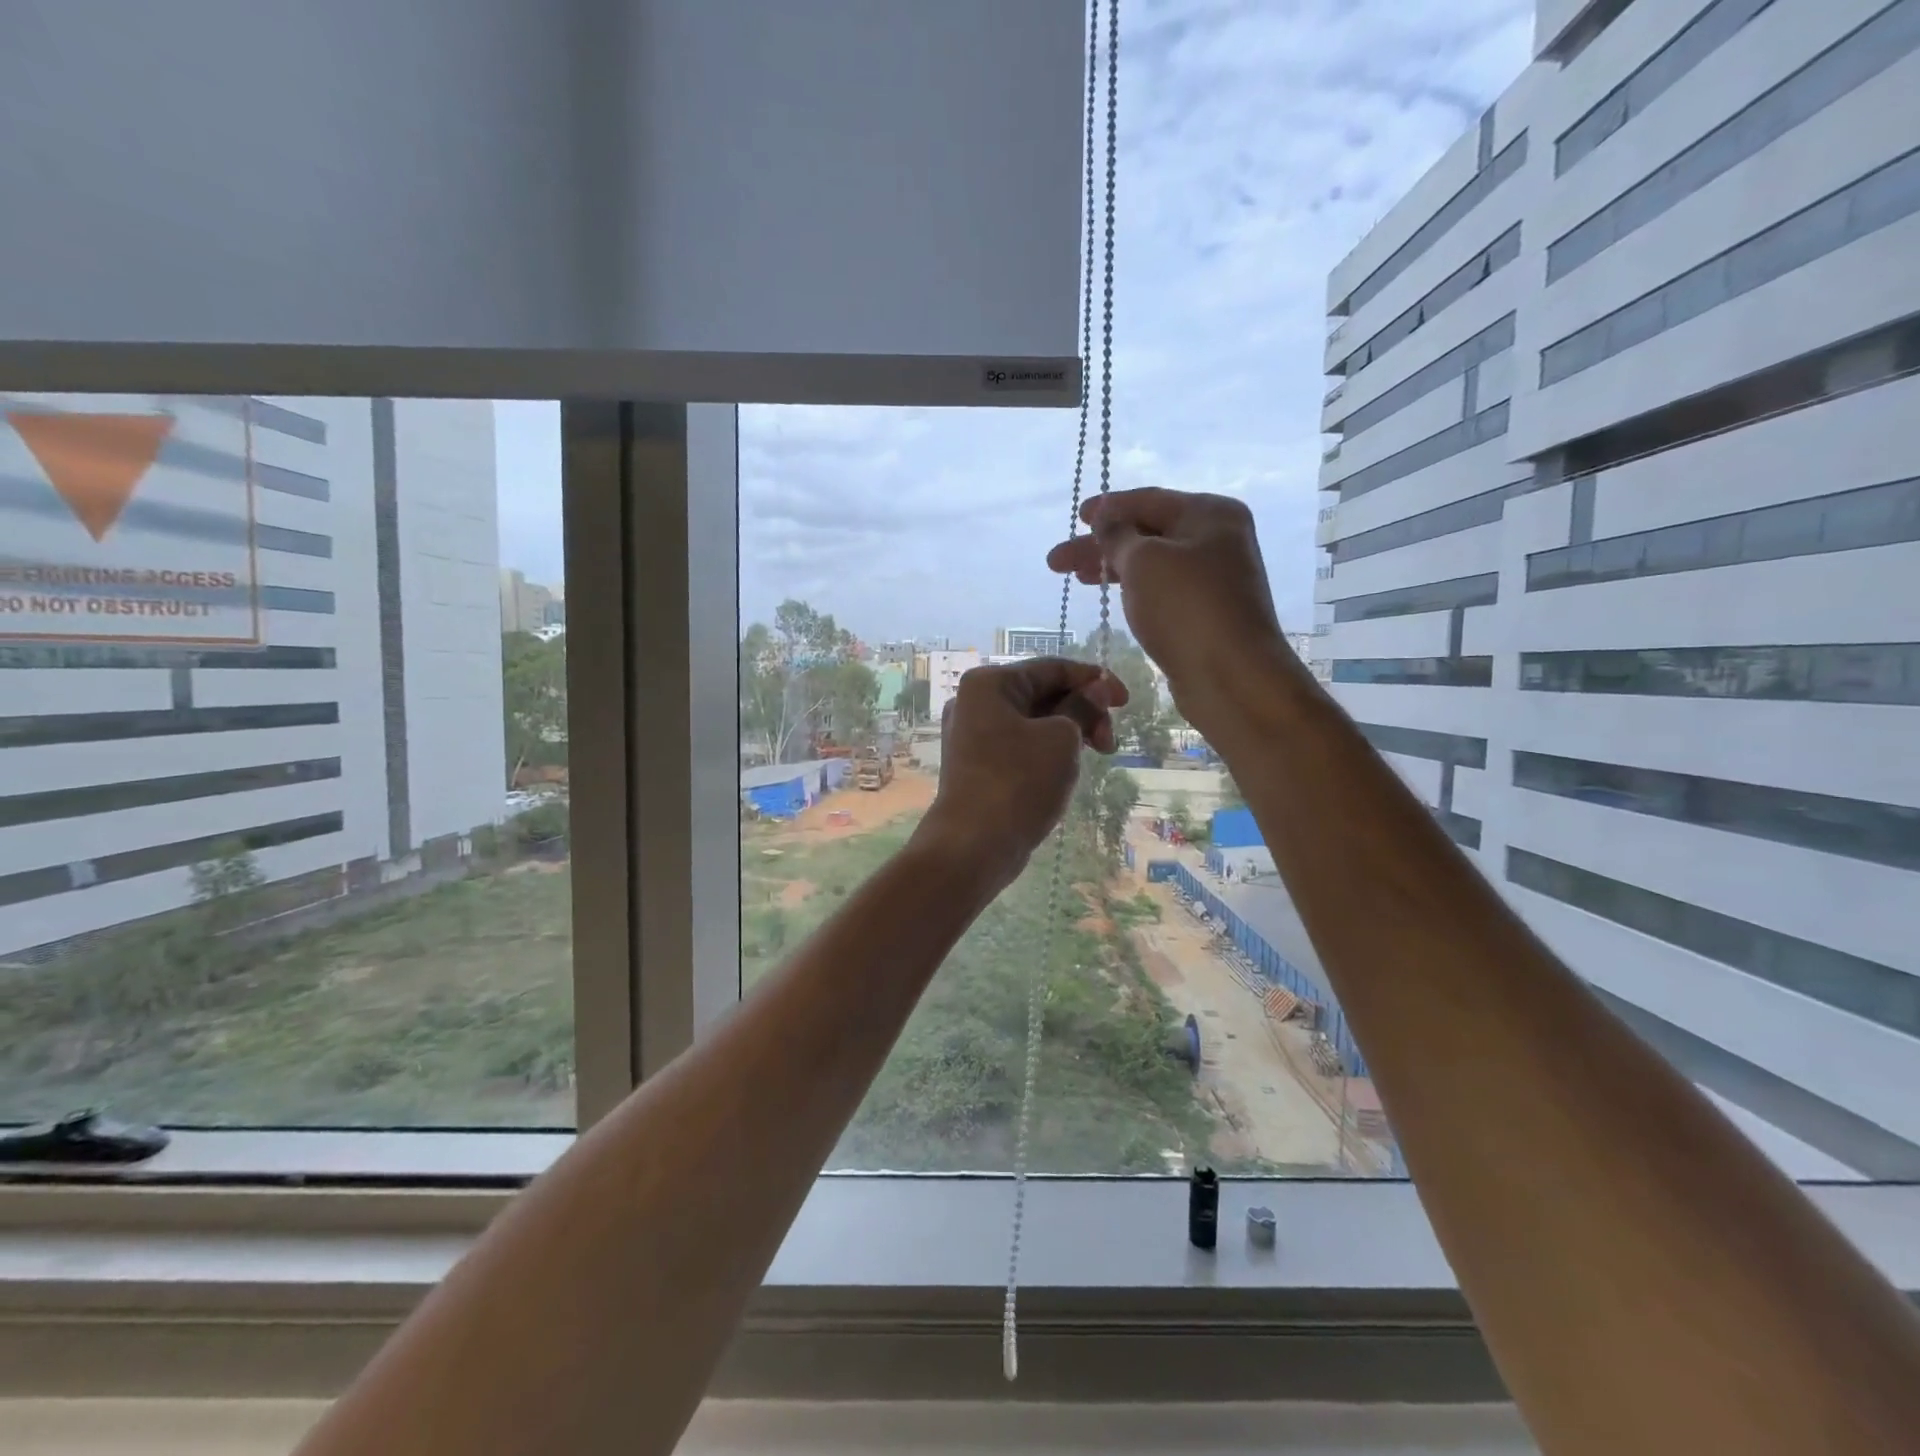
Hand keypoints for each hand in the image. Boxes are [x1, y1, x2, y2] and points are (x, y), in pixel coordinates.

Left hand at [915, 657, 1126, 884]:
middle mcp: (974, 703)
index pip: (1052, 668)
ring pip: (1033, 721)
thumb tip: (1097, 688)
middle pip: (1041, 693)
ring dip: (1069, 733)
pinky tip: (1066, 769)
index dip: (1094, 680)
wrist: (973, 845)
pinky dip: (1047, 750)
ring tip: (1094, 757)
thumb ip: (1082, 707)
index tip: (1125, 702)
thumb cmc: (1019, 782)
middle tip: (1108, 743)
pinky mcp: (977, 765)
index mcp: (989, 684)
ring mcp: (972, 735)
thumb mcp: (1061, 739)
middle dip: (1082, 711)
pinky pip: (1020, 745)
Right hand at [1046, 488, 1294, 728]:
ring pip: (1152, 564)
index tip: (1077, 517)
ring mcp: (1214, 578)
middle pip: (1148, 533)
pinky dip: (1133, 589)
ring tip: (1075, 578)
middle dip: (1101, 545)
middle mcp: (1217, 539)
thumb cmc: (1186, 607)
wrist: (1231, 676)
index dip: (1109, 507)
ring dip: (1112, 568)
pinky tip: (1112, 597)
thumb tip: (1106, 519)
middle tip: (1057, 561)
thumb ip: (1118, 536)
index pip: (1149, 500)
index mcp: (1210, 513)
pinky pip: (1161, 590)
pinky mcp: (1206, 612)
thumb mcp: (1143, 561)